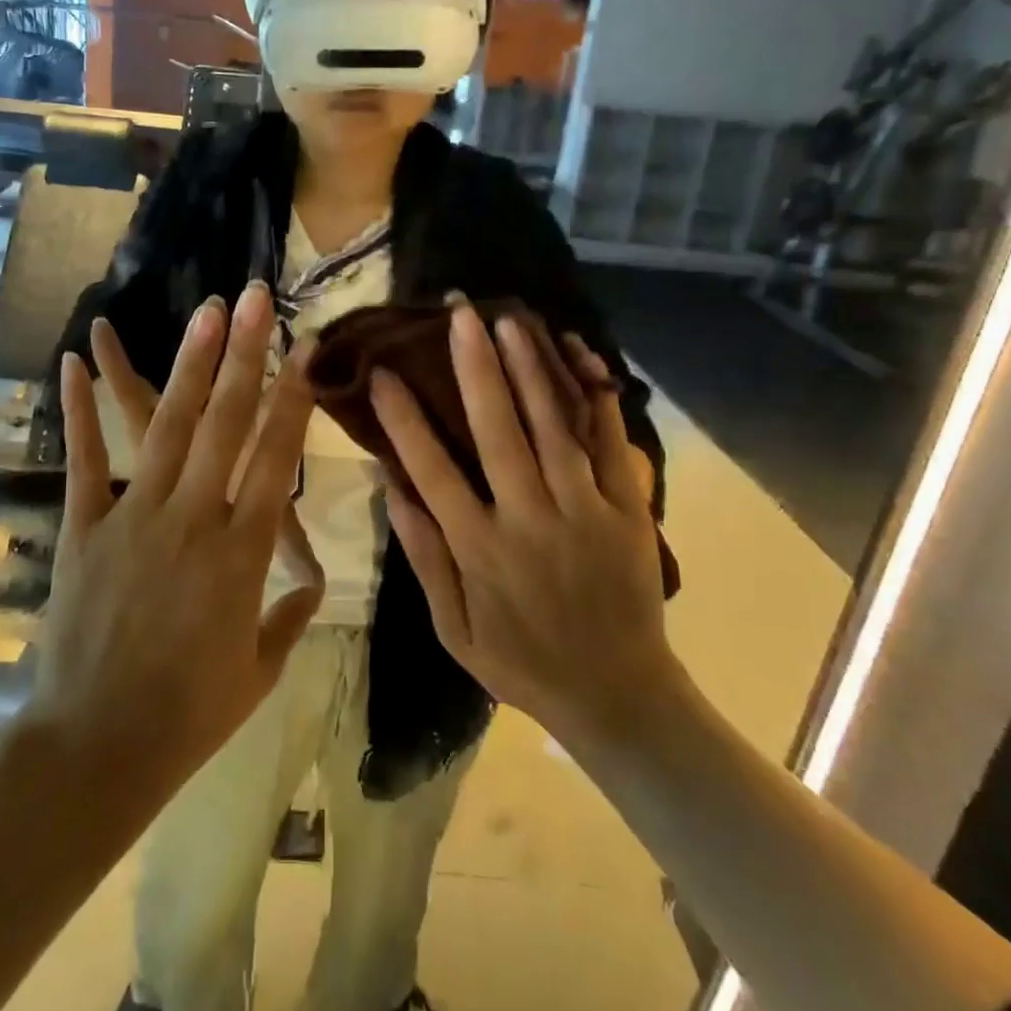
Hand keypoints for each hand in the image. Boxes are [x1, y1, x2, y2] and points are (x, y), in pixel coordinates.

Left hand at [27, 284, 321, 794]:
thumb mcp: (257, 671)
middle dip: (245, 356)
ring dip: (187, 365)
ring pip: (167, 428)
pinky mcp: (84, 530)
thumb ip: (288, 617)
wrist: (97, 749)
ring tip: (204, 313)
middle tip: (254, 299)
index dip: (293, 401)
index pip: (275, 459)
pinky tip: (74, 363)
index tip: (304, 352)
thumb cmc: (189, 716)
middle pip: (226, 424)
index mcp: (242, 555)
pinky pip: (84, 462)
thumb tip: (310, 584)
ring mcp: (134, 519)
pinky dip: (78, 411)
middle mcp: (194, 520)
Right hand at [370, 303, 674, 750]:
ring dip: (530, 369)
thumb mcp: (452, 627)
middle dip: (475, 367)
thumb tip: (392, 486)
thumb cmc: (522, 662)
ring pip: (553, 427)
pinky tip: (582, 358)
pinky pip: (613, 446)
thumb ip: (422, 556)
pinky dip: (598, 399)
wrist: (617, 696)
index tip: (383, 372)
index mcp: (478, 549)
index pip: (430, 470)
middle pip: (497, 430)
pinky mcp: (627, 512)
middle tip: (459, 314)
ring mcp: (583, 512)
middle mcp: (528, 519)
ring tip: (511, 320)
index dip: (404, 418)